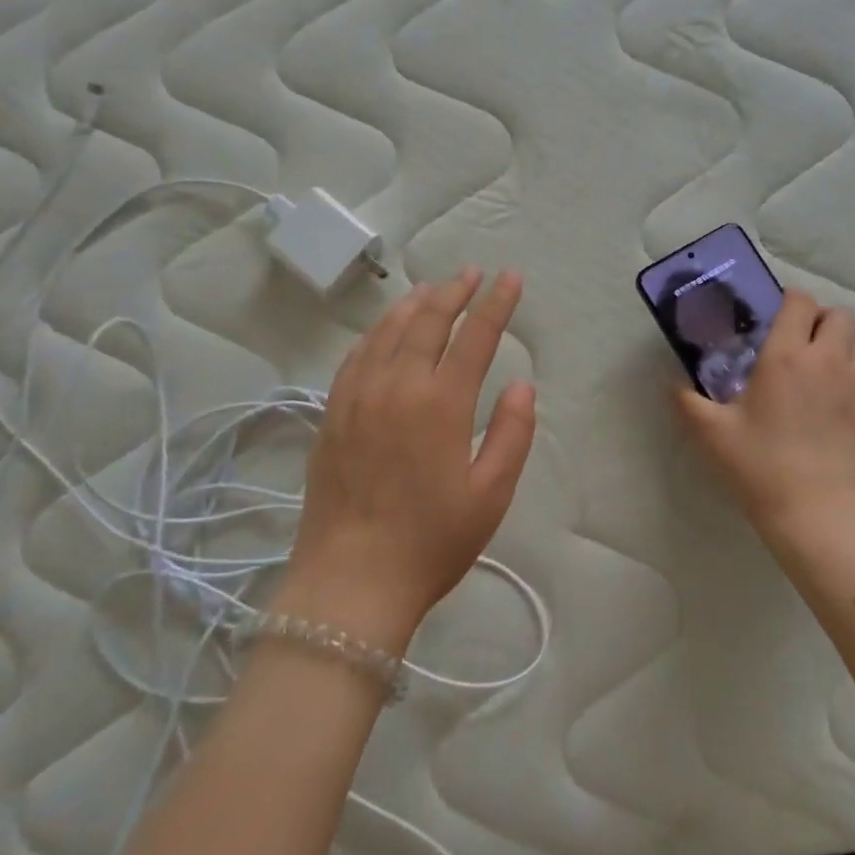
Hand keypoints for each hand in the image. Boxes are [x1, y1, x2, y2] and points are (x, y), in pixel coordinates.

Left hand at [277, 270, 535, 653]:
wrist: (350, 582)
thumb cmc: (431, 542)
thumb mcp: (490, 495)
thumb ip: (512, 434)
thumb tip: (521, 386)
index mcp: (441, 403)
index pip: (476, 336)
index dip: (497, 303)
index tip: (510, 278)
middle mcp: (397, 385)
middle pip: (428, 321)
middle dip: (455, 291)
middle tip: (472, 272)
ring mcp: (358, 395)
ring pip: (388, 331)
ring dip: (415, 303)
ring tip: (433, 288)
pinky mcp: (332, 412)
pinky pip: (357, 355)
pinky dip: (377, 331)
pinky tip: (386, 329)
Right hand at [677, 290, 854, 545]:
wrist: (820, 514)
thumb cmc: (761, 466)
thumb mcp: (713, 433)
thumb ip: (687, 402)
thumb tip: (671, 385)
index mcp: (786, 355)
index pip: (799, 302)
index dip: (787, 301)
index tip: (772, 318)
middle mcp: (828, 360)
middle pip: (838, 315)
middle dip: (818, 320)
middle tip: (796, 343)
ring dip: (839, 347)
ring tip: (817, 371)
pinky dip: (854, 382)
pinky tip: (836, 406)